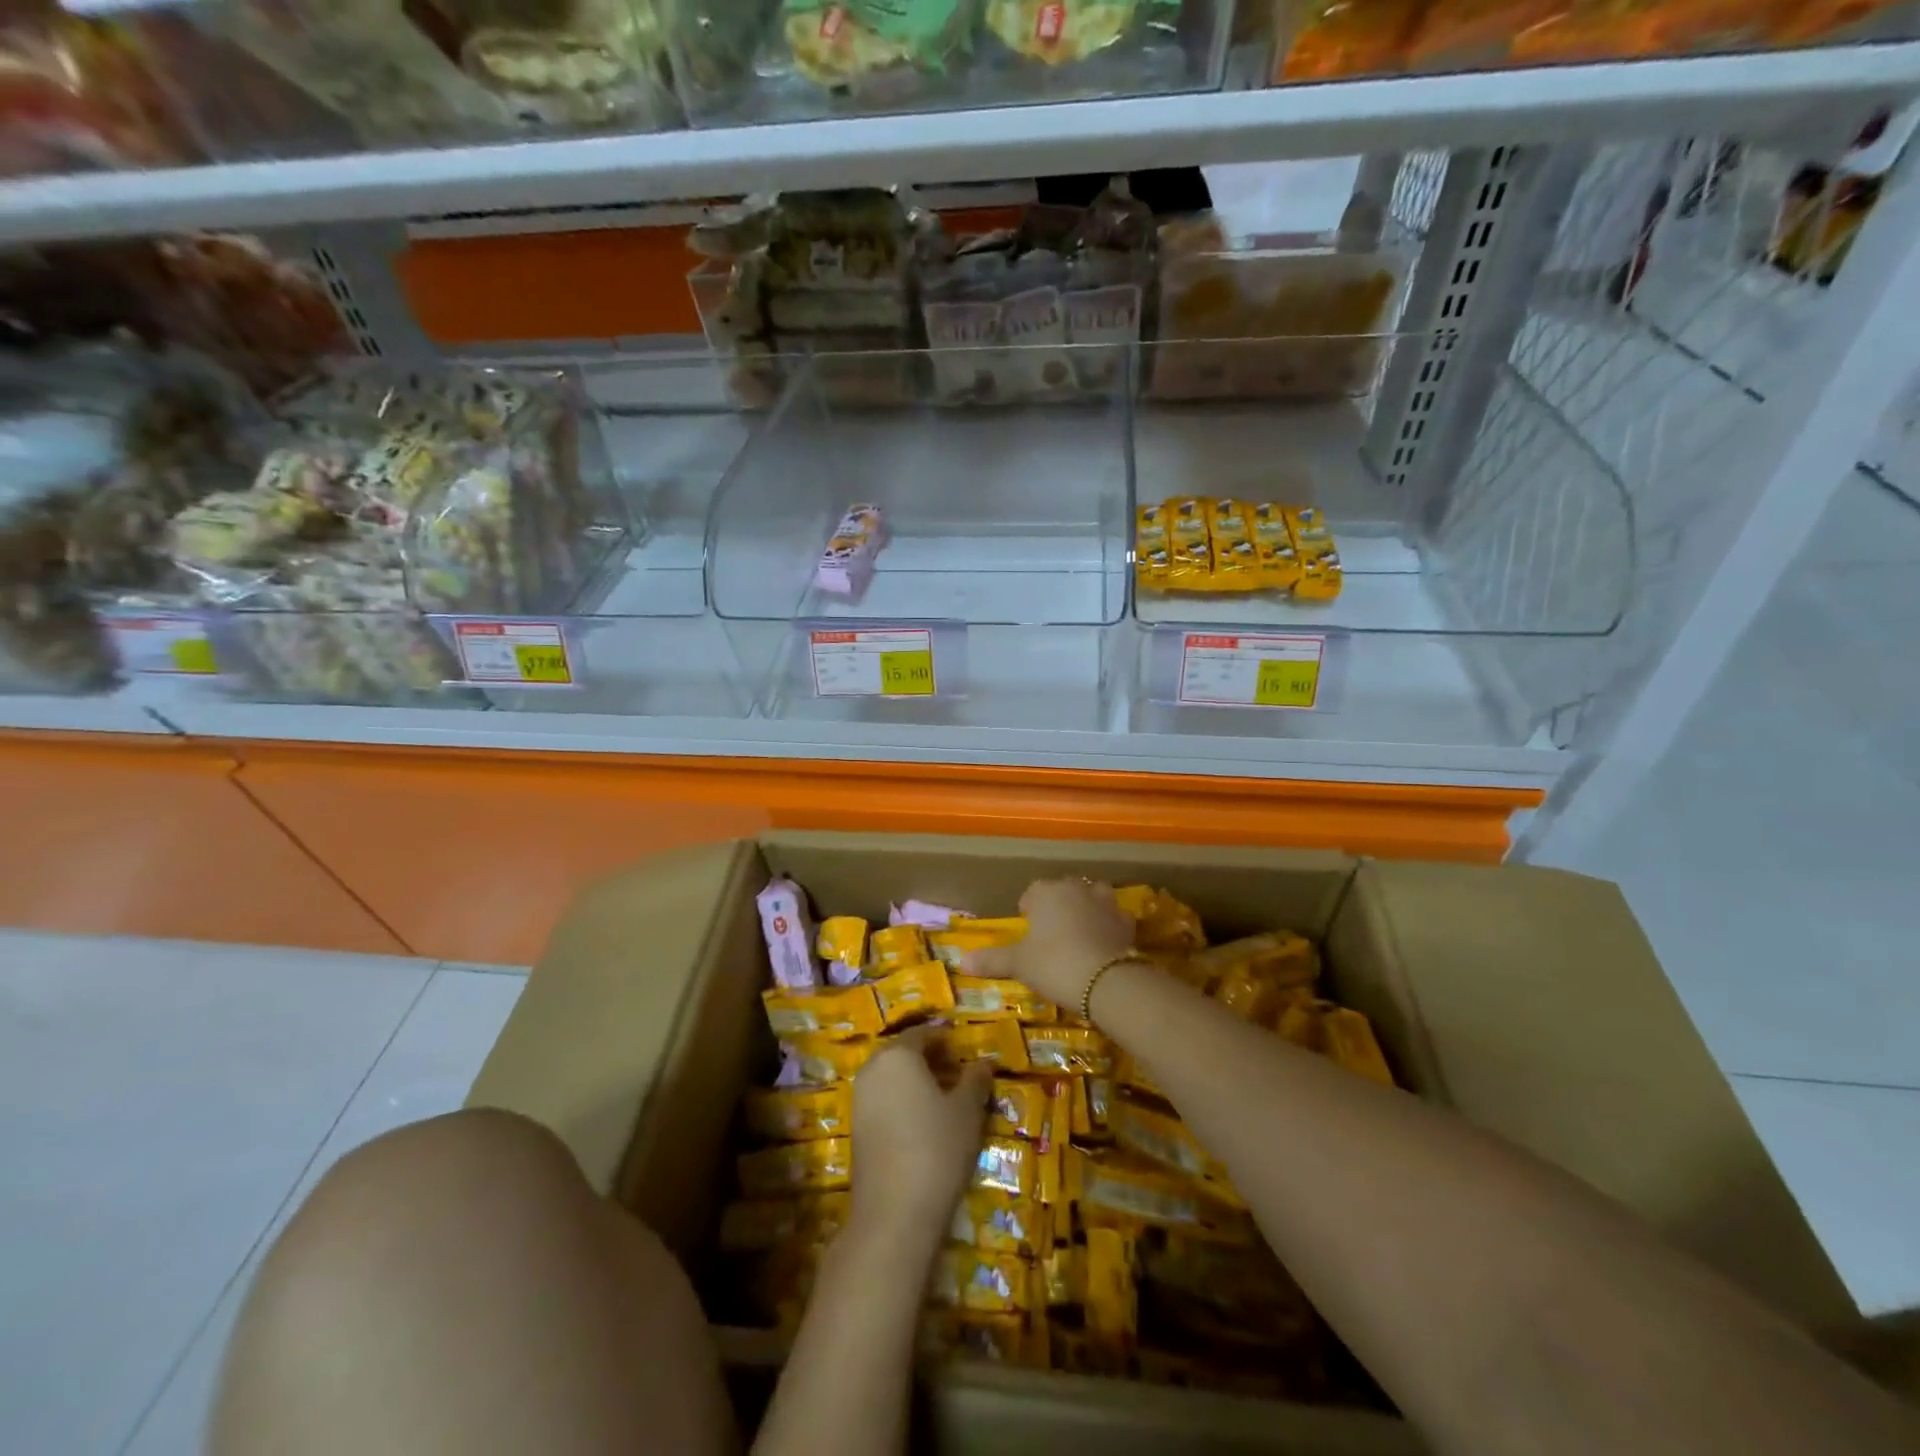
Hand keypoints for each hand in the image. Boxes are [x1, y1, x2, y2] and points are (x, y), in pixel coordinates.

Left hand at [850, 1029, 991, 1248]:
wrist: (894, 1213)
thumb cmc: (937, 1147)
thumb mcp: (967, 1111)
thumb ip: (975, 1080)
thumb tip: (984, 1062)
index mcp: (898, 1055)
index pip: (923, 1034)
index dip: (945, 1039)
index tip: (964, 1051)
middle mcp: (872, 1069)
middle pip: (903, 1053)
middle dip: (929, 1059)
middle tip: (957, 1073)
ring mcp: (859, 1100)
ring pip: (891, 1078)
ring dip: (915, 1081)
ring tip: (944, 1099)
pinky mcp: (856, 1129)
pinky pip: (882, 1100)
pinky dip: (902, 1101)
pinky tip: (923, 1123)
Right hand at [972, 877, 1135, 1008]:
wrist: (1105, 981)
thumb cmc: (1053, 964)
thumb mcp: (1018, 964)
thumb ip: (992, 959)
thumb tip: (962, 961)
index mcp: (1046, 892)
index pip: (1032, 892)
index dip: (1029, 908)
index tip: (1027, 926)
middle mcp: (1076, 889)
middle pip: (1063, 890)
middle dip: (1058, 905)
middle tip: (1051, 932)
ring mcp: (1105, 902)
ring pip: (1093, 897)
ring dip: (1087, 908)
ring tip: (1080, 932)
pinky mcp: (1126, 921)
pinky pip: (1114, 918)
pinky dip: (1109, 926)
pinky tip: (1105, 943)